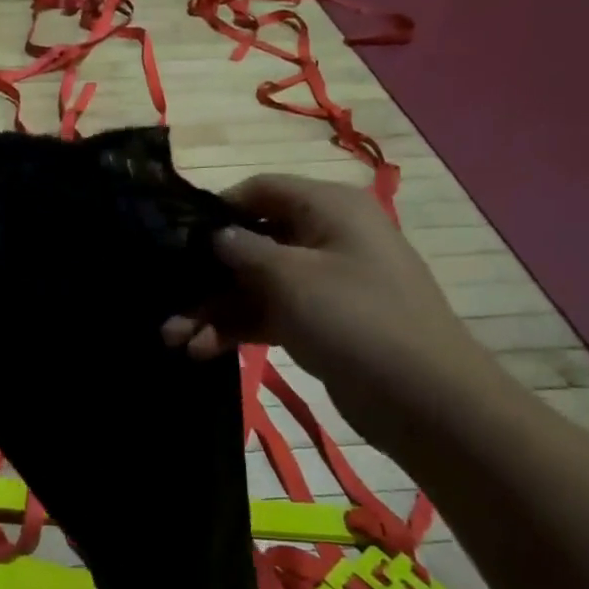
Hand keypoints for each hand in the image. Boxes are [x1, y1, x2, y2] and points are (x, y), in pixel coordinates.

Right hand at [162, 175, 498, 449]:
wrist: (423, 398)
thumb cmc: (354, 318)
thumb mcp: (290, 277)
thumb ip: (243, 250)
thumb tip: (215, 235)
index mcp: (327, 207)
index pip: (260, 190)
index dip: (217, 210)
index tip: (176, 236)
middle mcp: (325, 236)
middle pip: (252, 242)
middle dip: (207, 274)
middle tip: (165, 301)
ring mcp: (323, 281)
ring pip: (255, 284)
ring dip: (214, 309)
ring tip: (174, 339)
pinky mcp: (320, 321)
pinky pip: (269, 313)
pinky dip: (237, 328)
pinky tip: (202, 350)